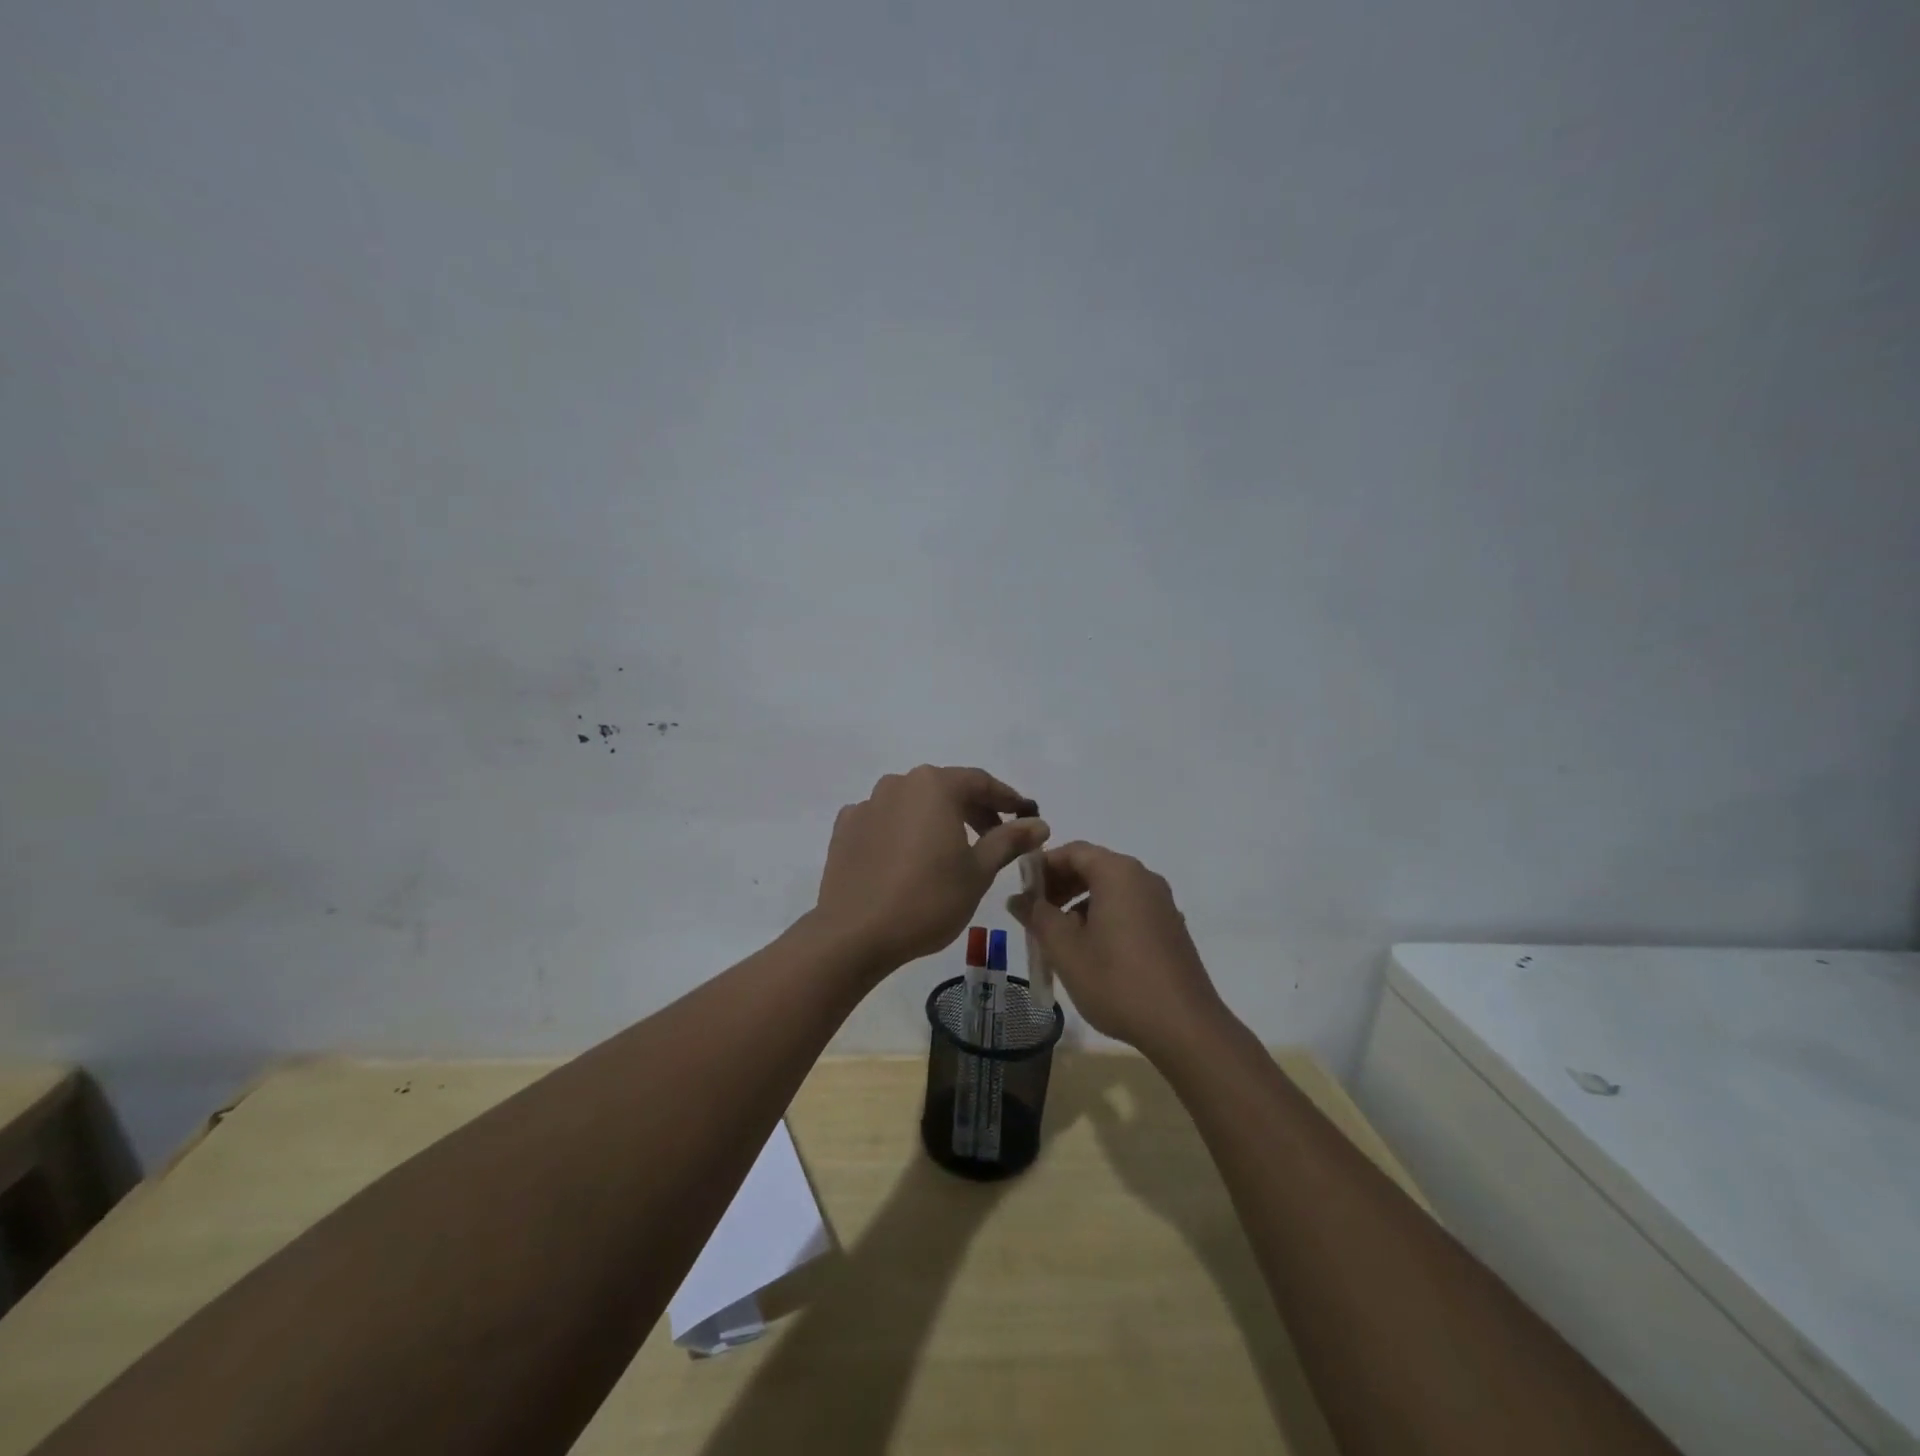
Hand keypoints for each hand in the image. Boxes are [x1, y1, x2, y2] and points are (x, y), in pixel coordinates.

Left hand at [814, 765, 1048, 972]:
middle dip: (974, 810)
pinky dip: (904, 832)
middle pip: (946, 789)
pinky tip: (910, 859)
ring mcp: (867, 804)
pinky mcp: (845, 828)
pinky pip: (885, 821)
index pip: (980, 782)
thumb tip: (1038, 823)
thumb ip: (1008, 840)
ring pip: (914, 804)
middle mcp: (898, 783)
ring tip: (953, 851)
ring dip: (938, 819)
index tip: (1026, 817)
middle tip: (996, 838)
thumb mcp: (978, 872)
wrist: (854, 934)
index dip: (1007, 799)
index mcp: (934, 785)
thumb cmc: (927, 899)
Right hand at [1008, 841, 1226, 1059]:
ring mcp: (1162, 903)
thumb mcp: (1065, 949)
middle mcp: (1143, 878)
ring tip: (1059, 936)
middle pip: (1093, 866)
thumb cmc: (1117, 981)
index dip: (1043, 866)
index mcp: (1118, 873)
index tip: (1022, 890)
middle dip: (1060, 885)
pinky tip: (1092, 951)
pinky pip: (1129, 908)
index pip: (1073, 851)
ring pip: (1111, 889)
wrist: (1184, 1027)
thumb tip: (1018, 898)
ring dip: (1080, 903)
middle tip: (1035, 914)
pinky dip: (1104, 916)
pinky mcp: (1171, 927)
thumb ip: (1038, 916)